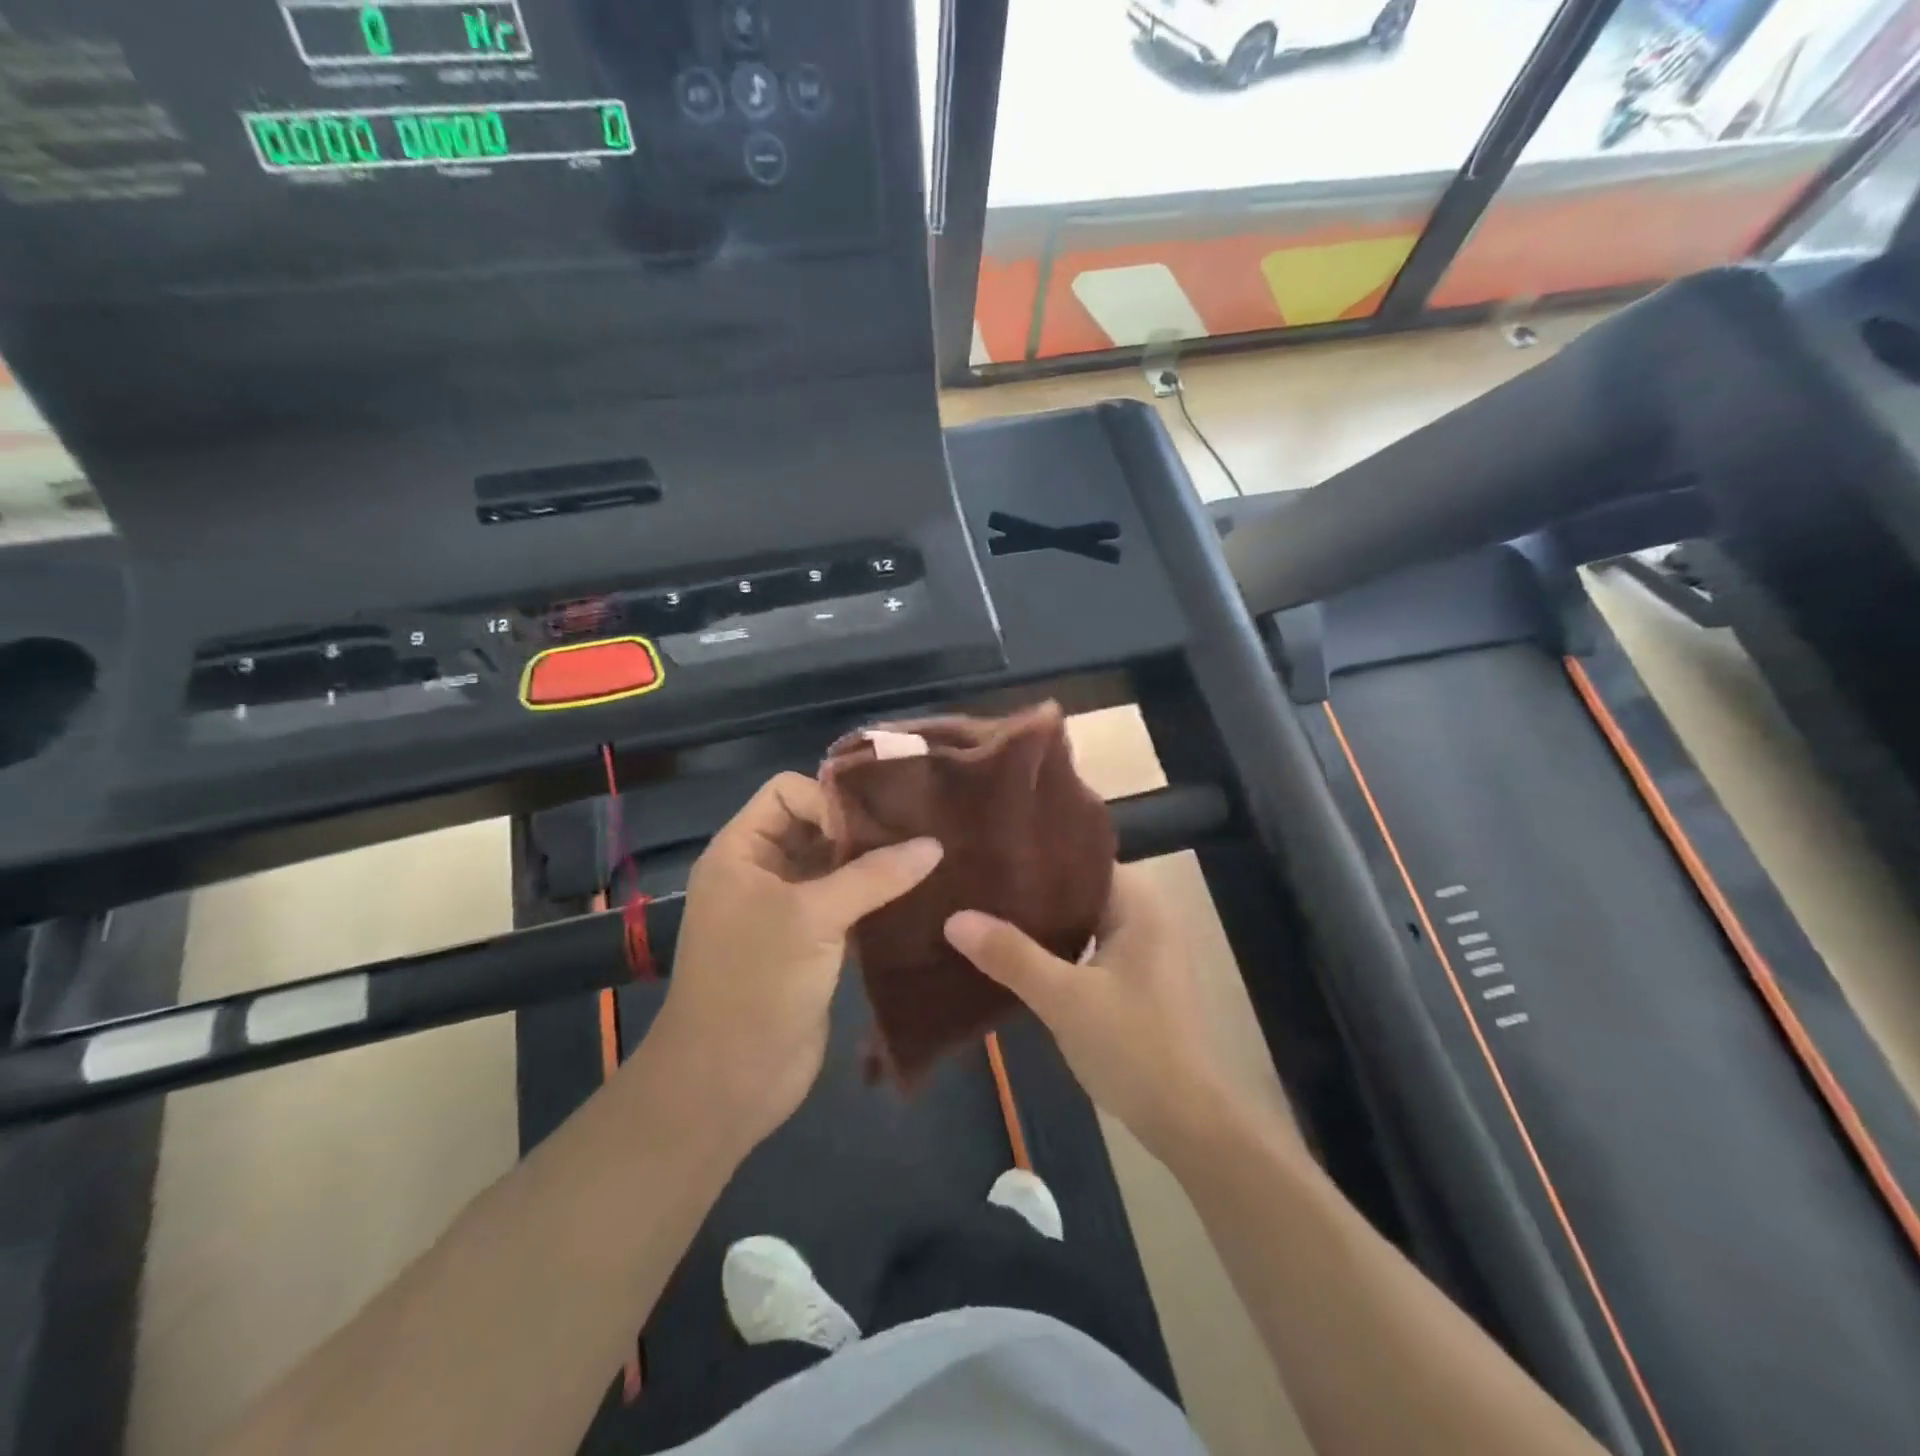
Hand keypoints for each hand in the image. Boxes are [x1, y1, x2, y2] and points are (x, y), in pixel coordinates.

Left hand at [651, 772, 942, 1150]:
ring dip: (876, 866)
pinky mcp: (812, 944)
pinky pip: (847, 905)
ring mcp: (786, 910)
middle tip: (921, 830)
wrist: (729, 1082)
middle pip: (816, 826)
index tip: (879, 823)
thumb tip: (934, 844)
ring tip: (930, 859)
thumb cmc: (756, 983)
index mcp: (741, 851)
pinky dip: (877, 899)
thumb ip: (874, 875)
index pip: (787, 792)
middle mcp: (761, 872)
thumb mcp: (812, 918)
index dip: (830, 799)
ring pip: (836, 868)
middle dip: (863, 829)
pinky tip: (920, 897)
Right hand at [945, 865, 1231, 1161]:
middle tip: (980, 884)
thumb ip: (1011, 955)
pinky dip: (1059, 948)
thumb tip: (955, 918)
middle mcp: (1146, 917)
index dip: (1039, 857)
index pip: (1082, 860)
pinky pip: (1089, 948)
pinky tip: (1020, 955)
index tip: (993, 855)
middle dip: (1034, 891)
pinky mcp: (1136, 981)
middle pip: (1080, 890)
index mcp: (1139, 905)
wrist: (1185, 1120)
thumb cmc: (1131, 1045)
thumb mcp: (1063, 998)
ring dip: (1045, 923)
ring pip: (1084, 921)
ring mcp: (1144, 951)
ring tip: (990, 912)